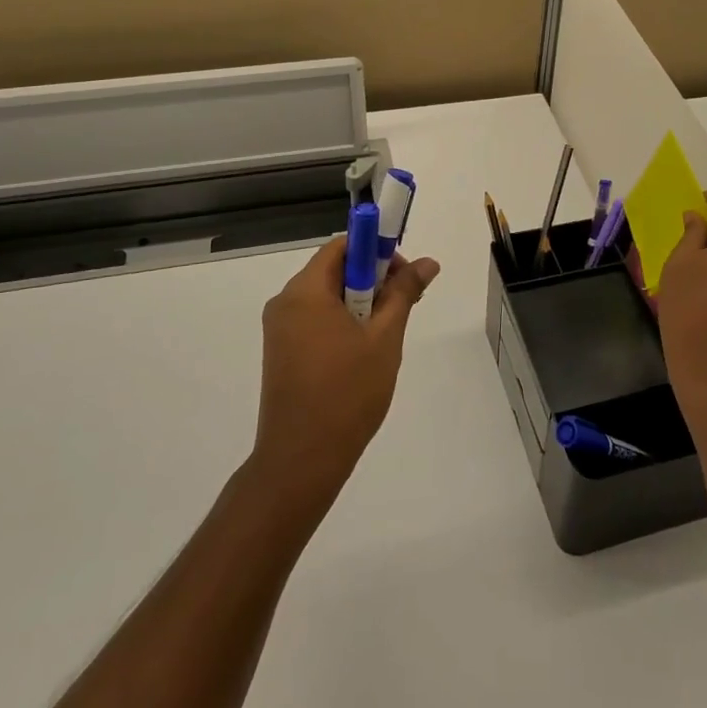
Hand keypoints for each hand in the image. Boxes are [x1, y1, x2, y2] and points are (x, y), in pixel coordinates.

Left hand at [252, 236, 439, 505]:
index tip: (402, 275)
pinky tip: (361, 354)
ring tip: (385, 336)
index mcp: (305, 291)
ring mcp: (279, 329)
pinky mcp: (280, 352)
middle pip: (334, 270)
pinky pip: (315, 320)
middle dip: (372, 279)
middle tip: (402, 306)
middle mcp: (285, 302)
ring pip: (326, 297)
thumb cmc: (347, 394)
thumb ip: (404, 293)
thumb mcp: (385, 338)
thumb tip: (427, 262)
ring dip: (360, 304)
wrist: (300, 462)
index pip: (343, 245)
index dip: (376, 250)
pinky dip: (342, 323)